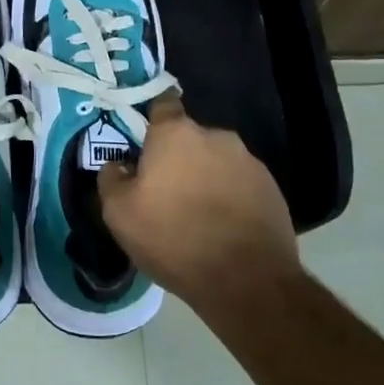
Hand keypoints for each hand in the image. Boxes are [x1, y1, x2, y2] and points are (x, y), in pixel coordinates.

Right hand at [96, 94, 300, 302]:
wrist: (247, 281)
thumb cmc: (173, 238)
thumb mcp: (119, 213)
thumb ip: (111, 178)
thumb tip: (119, 165)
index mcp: (176, 134)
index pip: (162, 103)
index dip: (150, 118)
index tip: (141, 140)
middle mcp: (217, 136)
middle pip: (189, 138)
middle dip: (177, 157)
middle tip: (165, 191)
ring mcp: (249, 161)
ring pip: (216, 161)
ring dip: (204, 177)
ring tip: (196, 215)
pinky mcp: (272, 189)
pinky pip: (240, 183)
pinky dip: (229, 197)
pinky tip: (222, 227)